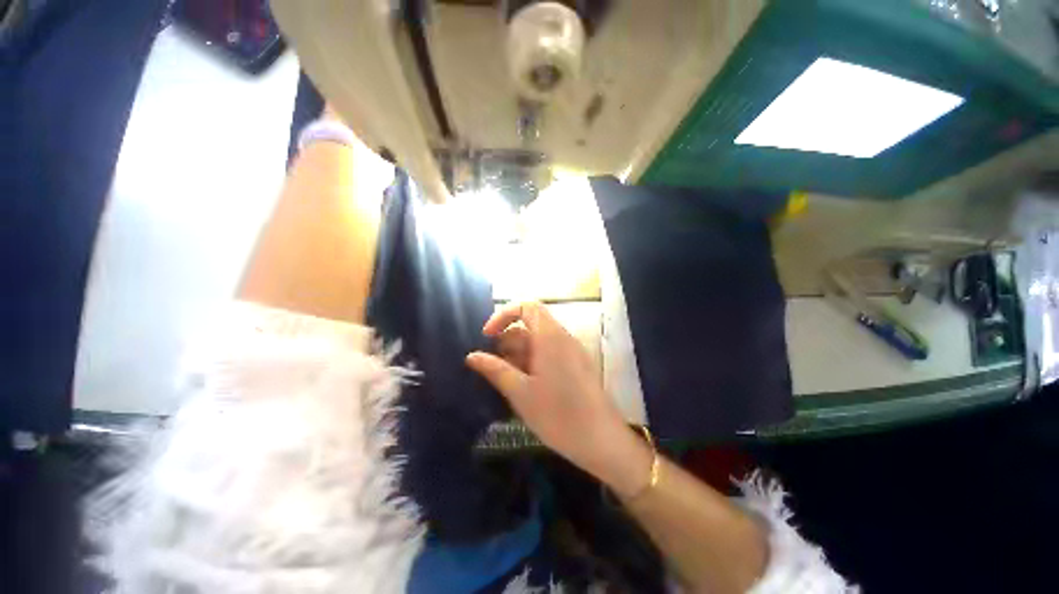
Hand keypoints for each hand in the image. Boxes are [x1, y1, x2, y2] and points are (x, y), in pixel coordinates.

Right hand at [466, 302, 649, 492]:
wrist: (601, 440)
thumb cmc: (558, 414)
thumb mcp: (520, 392)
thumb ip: (495, 369)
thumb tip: (472, 356)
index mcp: (550, 336)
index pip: (526, 306)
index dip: (504, 315)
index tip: (487, 337)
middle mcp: (563, 337)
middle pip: (530, 325)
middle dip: (508, 341)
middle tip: (494, 366)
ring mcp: (572, 351)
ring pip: (539, 341)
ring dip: (519, 354)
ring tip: (507, 380)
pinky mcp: (576, 365)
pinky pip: (550, 353)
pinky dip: (533, 361)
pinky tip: (525, 386)